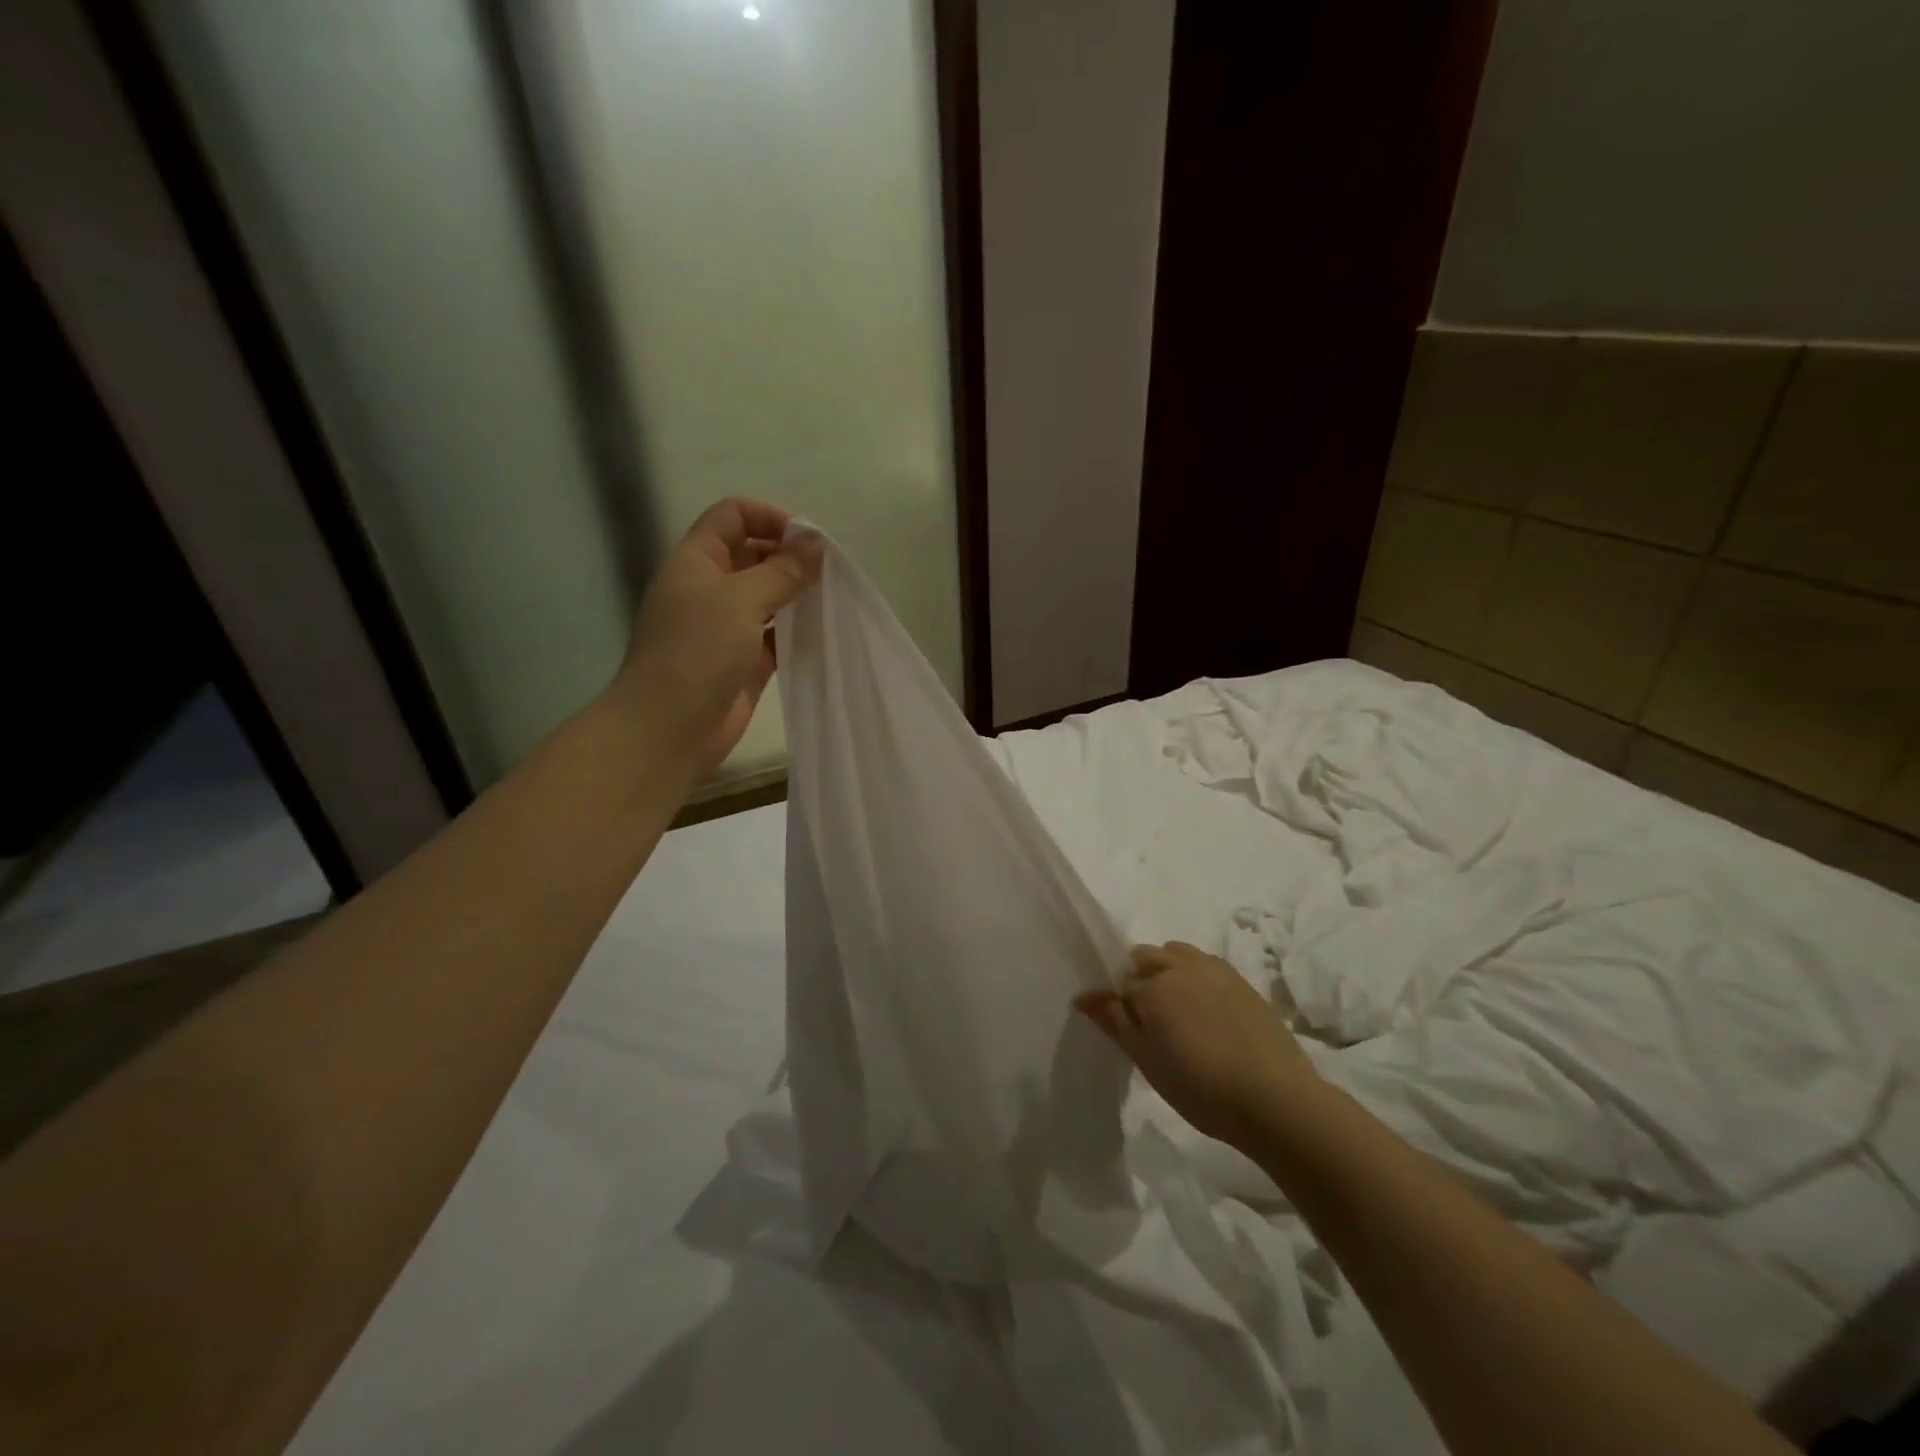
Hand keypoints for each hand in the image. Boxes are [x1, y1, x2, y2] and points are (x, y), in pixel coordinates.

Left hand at [614, 498, 822, 774]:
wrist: (669, 727)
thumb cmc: (698, 650)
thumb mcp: (742, 599)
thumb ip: (783, 570)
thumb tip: (817, 544)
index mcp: (696, 559)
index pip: (733, 515)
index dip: (770, 517)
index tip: (808, 541)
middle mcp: (709, 587)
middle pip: (753, 553)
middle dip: (789, 556)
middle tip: (828, 573)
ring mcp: (725, 626)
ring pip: (767, 596)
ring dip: (796, 594)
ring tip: (831, 599)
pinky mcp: (743, 661)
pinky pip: (774, 635)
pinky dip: (795, 630)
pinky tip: (822, 632)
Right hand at [1074, 942, 1319, 1151]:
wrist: (1276, 1099)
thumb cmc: (1201, 1087)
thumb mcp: (1147, 1061)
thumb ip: (1114, 1022)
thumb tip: (1082, 995)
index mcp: (1152, 985)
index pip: (1120, 984)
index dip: (1118, 1005)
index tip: (1125, 1029)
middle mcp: (1180, 966)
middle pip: (1146, 957)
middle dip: (1140, 978)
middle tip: (1149, 1021)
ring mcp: (1215, 970)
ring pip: (1177, 954)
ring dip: (1168, 970)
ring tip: (1178, 1012)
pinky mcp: (1242, 981)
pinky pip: (1206, 965)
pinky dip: (1196, 977)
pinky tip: (1207, 1012)